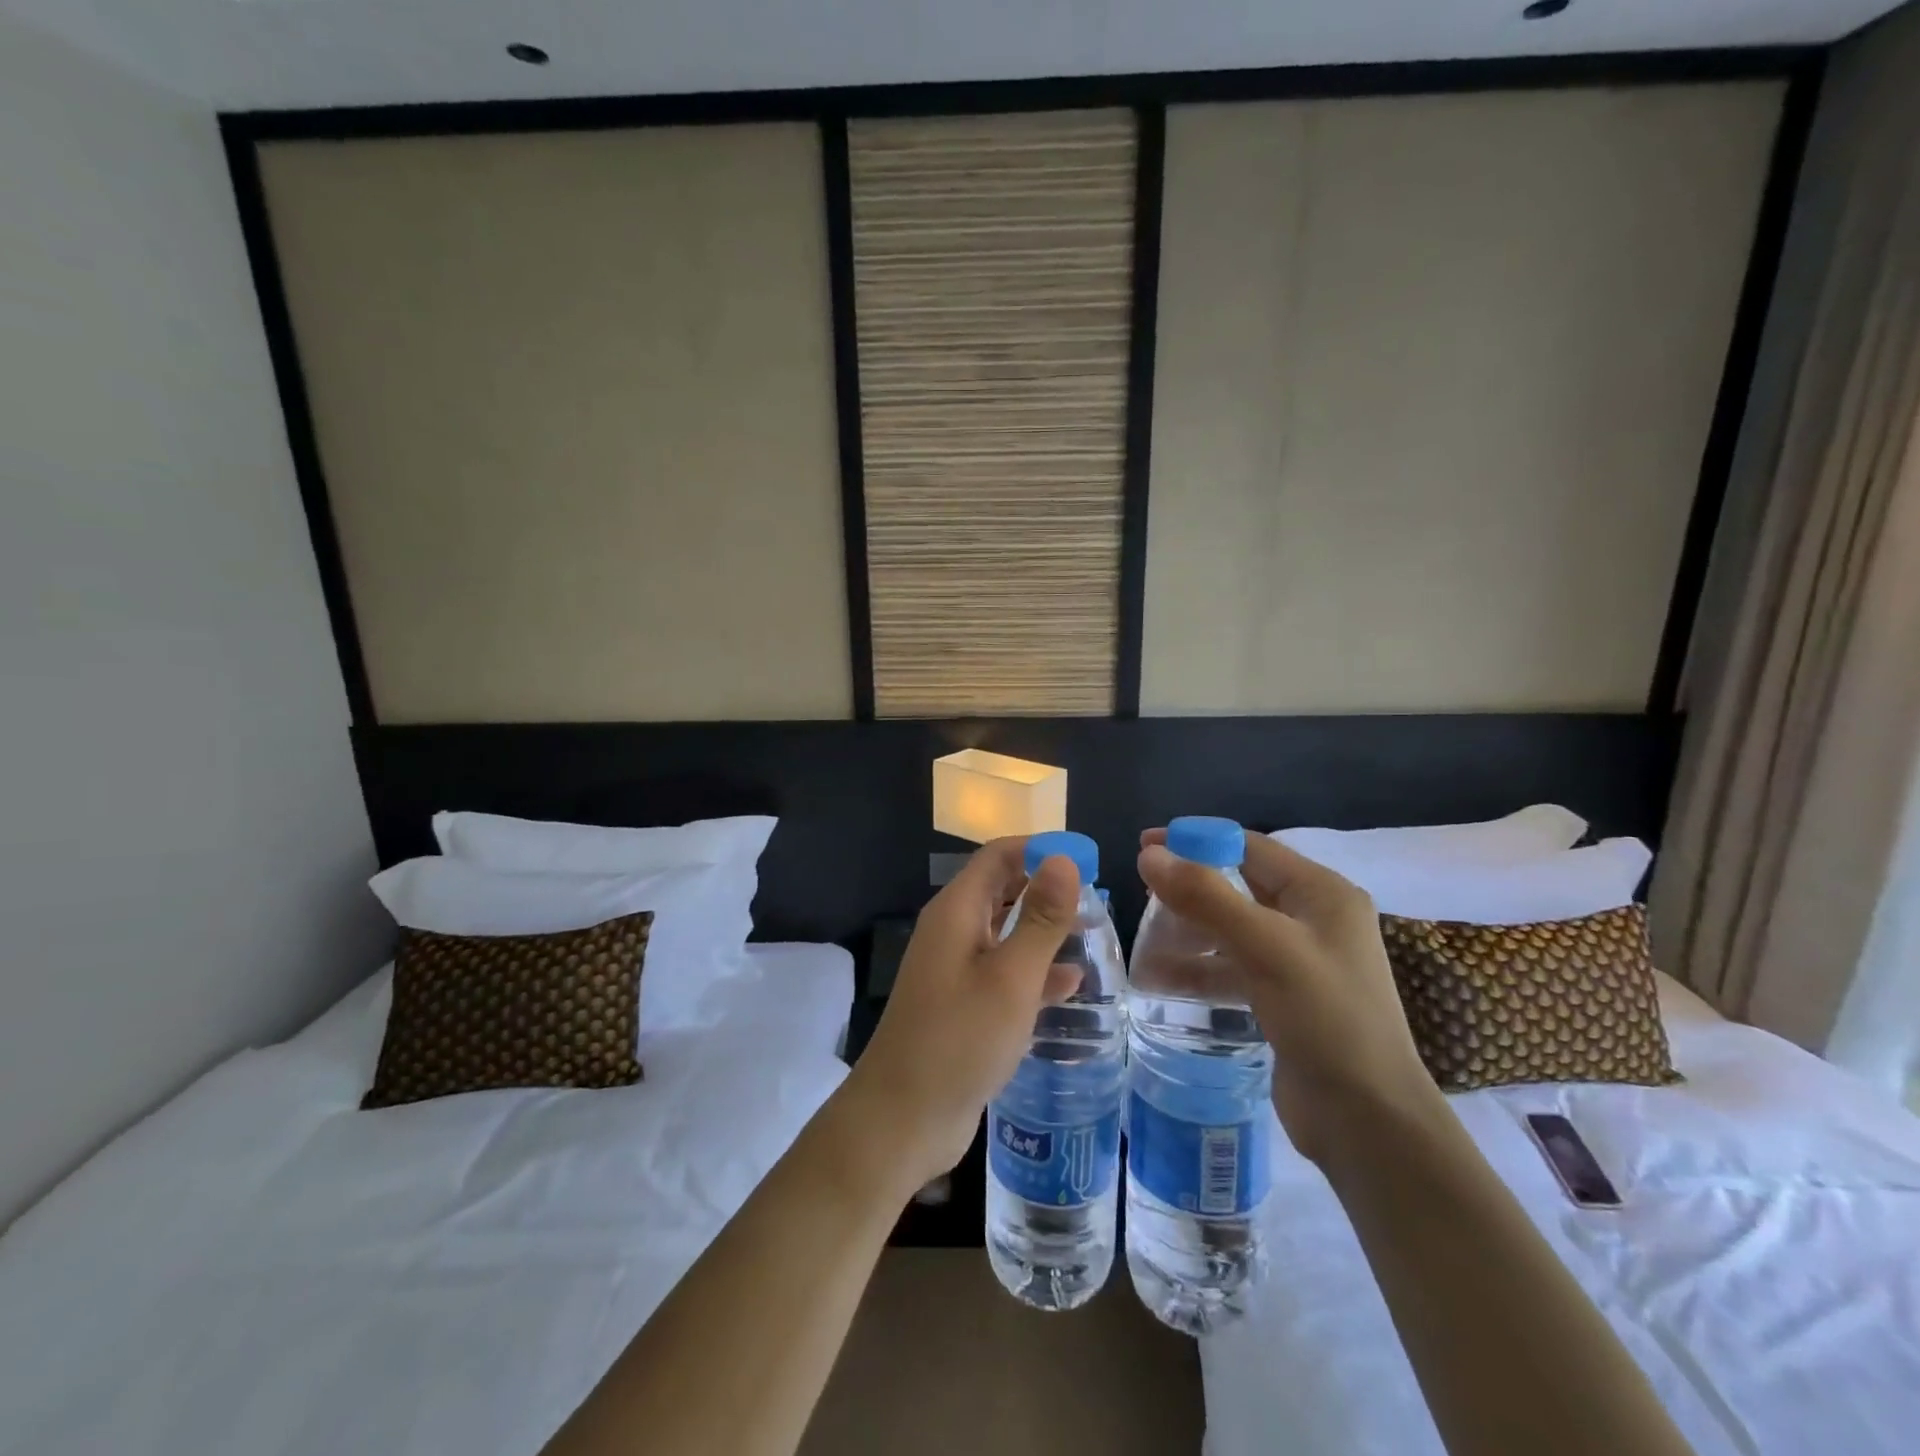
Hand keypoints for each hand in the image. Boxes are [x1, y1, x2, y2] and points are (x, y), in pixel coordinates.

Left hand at [841, 838, 1082, 1199]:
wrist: (903, 1118)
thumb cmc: (960, 1039)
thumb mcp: (1011, 976)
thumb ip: (1040, 918)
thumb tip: (1063, 859)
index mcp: (956, 911)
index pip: (999, 856)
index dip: (1041, 849)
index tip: (1087, 861)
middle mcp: (953, 931)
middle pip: (1001, 890)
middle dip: (1045, 887)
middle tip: (1096, 898)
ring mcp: (955, 969)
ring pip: (1005, 932)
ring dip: (1043, 929)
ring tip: (1091, 933)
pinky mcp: (963, 1004)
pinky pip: (1003, 973)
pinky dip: (1034, 971)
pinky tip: (1070, 984)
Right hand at [1137, 830, 1439, 1164]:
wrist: (1368, 1121)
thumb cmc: (1326, 1018)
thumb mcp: (1265, 947)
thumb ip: (1206, 896)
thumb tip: (1150, 853)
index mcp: (1322, 893)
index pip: (1250, 848)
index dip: (1197, 841)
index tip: (1145, 845)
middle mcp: (1313, 919)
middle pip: (1239, 887)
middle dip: (1189, 890)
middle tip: (1141, 895)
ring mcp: (1300, 961)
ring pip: (1232, 930)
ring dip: (1189, 933)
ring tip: (1144, 941)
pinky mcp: (1285, 997)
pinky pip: (1233, 968)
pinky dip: (1200, 969)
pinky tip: (1160, 980)